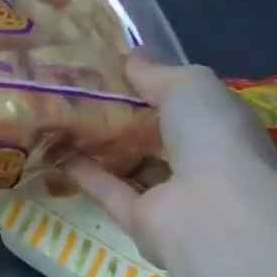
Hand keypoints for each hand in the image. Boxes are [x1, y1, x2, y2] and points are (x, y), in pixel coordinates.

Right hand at [66, 57, 276, 261]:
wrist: (213, 214)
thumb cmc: (213, 136)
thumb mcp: (189, 85)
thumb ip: (156, 72)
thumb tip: (131, 56)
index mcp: (221, 126)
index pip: (186, 101)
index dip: (154, 82)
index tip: (116, 65)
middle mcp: (200, 160)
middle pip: (155, 132)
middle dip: (125, 112)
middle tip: (81, 86)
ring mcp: (170, 194)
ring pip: (131, 162)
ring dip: (102, 142)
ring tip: (62, 113)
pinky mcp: (139, 220)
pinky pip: (108, 190)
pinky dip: (84, 171)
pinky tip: (54, 147)